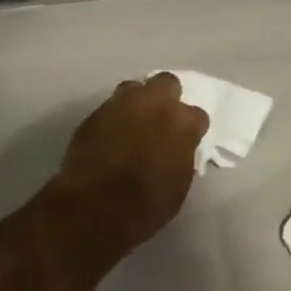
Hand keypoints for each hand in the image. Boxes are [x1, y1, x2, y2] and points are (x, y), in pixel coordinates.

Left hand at [51, 74, 208, 259]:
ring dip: (137, 102)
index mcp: (182, 122)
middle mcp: (154, 103)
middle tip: (160, 119)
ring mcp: (121, 104)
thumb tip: (175, 148)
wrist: (96, 207)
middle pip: (166, 83)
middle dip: (166, 97)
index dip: (190, 128)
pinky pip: (109, 108)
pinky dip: (113, 119)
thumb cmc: (148, 203)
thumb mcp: (179, 182)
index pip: (197, 115)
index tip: (185, 140)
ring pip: (134, 88)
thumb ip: (181, 154)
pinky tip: (109, 137)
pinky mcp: (94, 114)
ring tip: (132, 124)